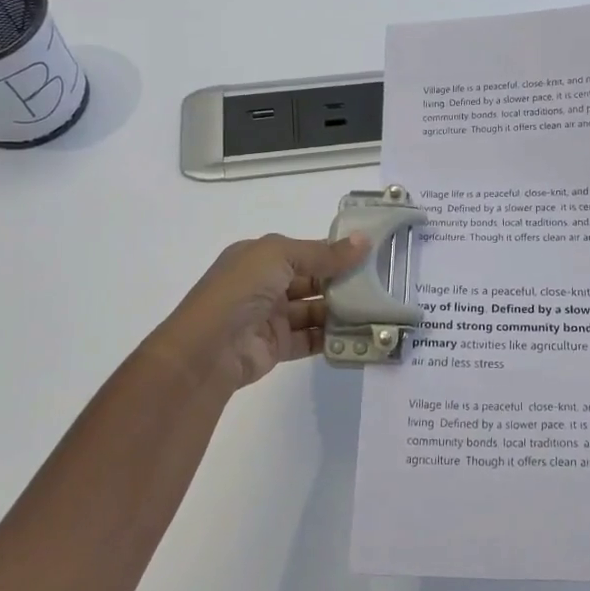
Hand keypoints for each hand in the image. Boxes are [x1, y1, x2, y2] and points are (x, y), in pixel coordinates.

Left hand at [143, 232, 370, 392]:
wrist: (208, 350)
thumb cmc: (240, 290)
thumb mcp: (279, 257)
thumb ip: (323, 253)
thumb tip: (363, 241)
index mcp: (259, 257)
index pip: (304, 250)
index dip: (334, 251)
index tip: (370, 253)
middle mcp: (265, 284)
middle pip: (312, 279)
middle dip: (342, 281)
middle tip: (381, 283)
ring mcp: (271, 316)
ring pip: (314, 309)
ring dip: (341, 309)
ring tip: (375, 309)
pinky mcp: (277, 346)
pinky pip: (311, 338)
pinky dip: (332, 336)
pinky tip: (358, 333)